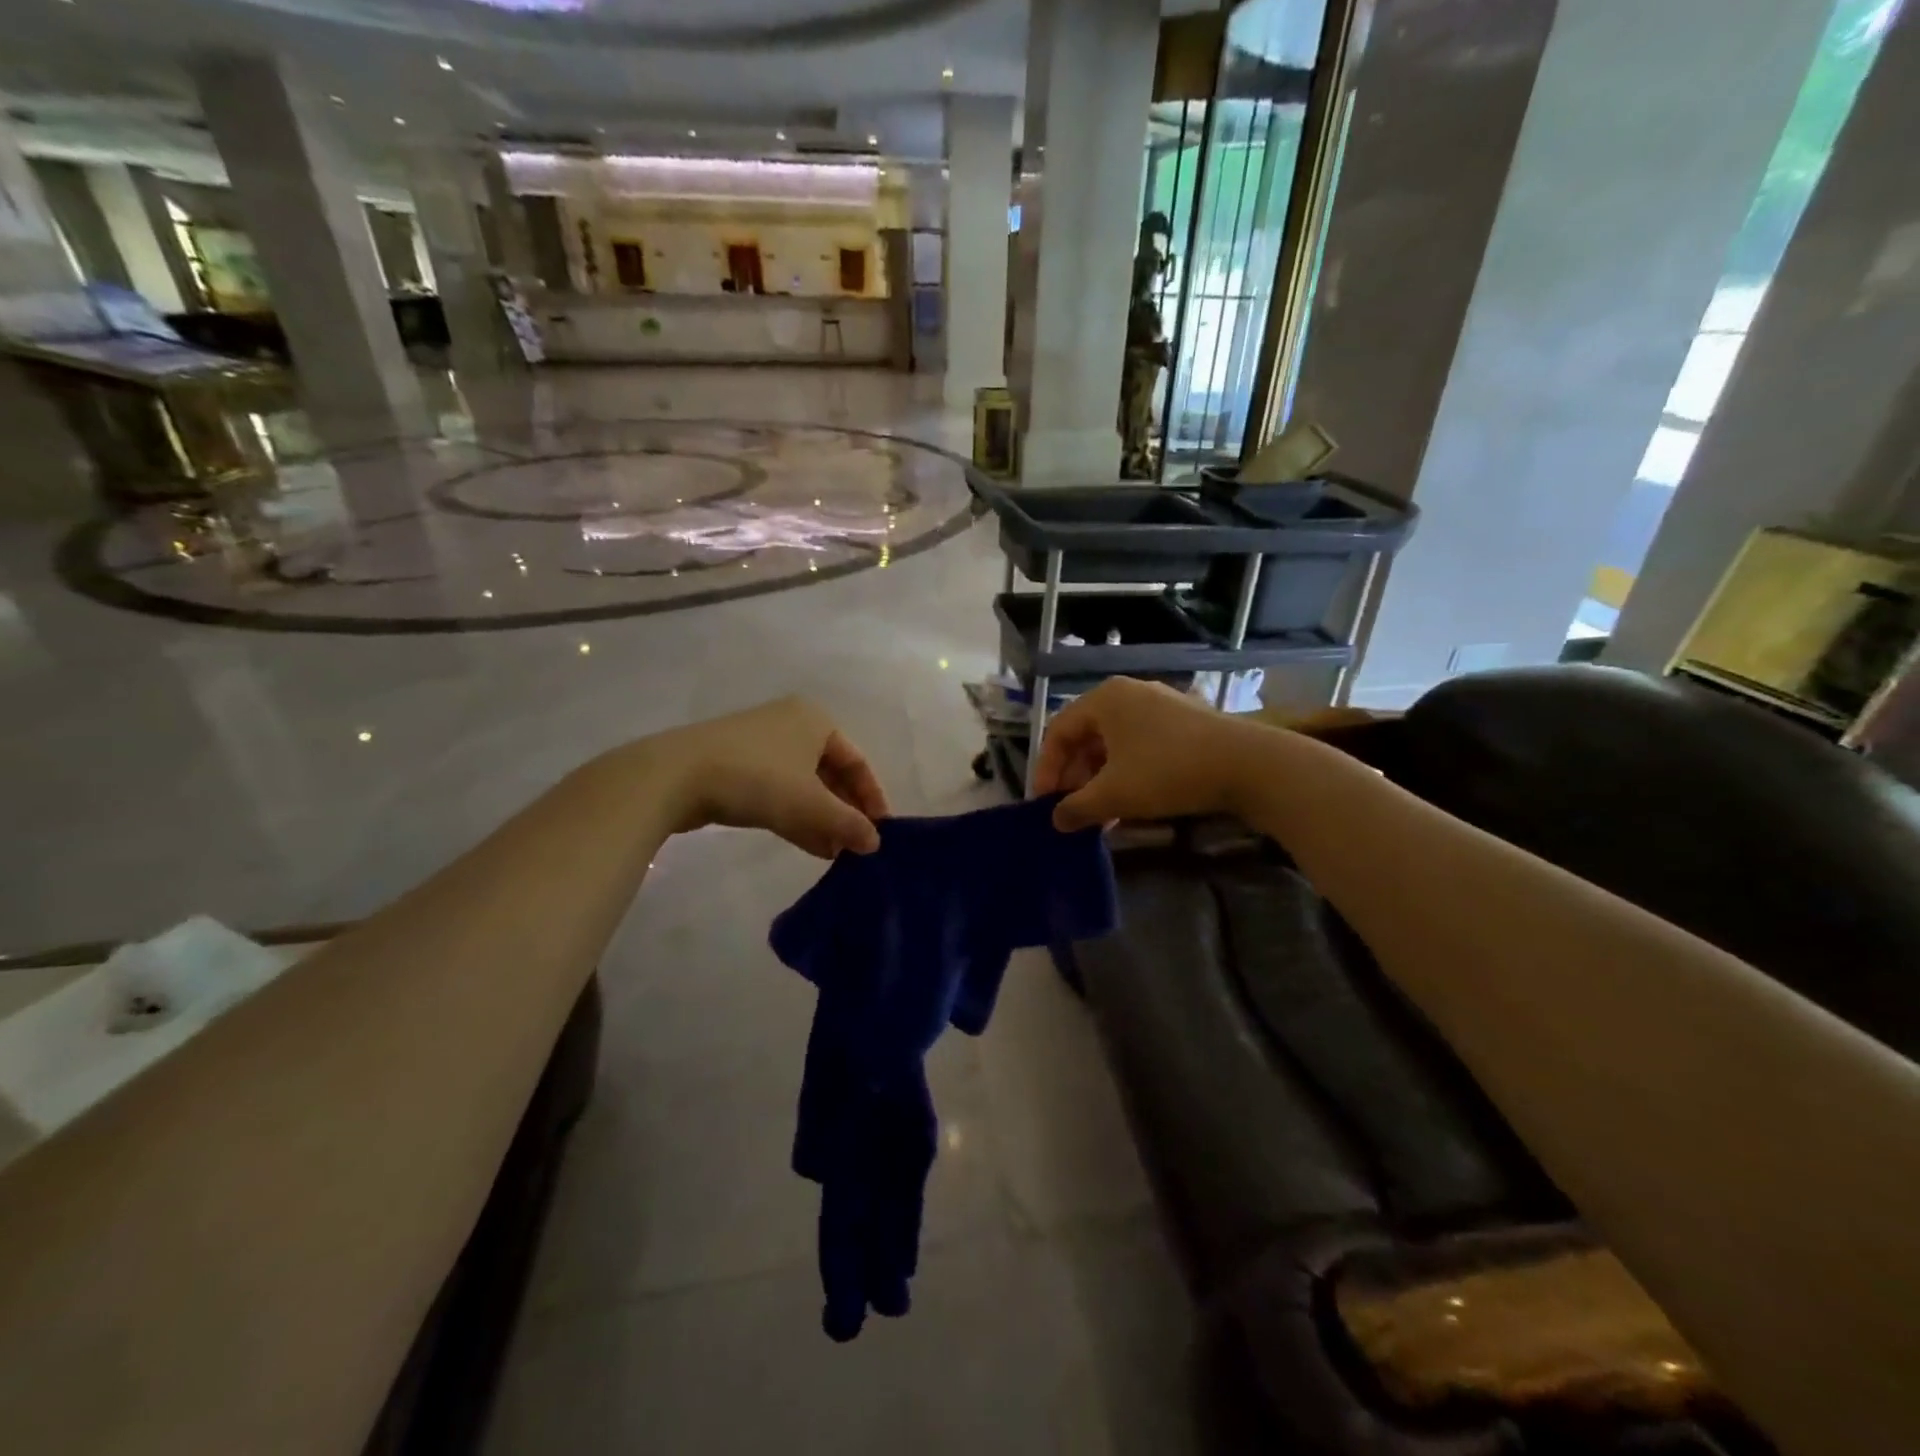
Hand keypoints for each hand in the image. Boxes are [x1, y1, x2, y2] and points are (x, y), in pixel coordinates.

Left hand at [649, 697, 890, 858]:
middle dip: (844, 811)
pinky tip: (810, 845)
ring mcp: (761, 745)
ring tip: (836, 853)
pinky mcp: (736, 765)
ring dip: (822, 818)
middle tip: (856, 845)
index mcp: (816, 720)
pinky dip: (796, 815)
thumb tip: (874, 843)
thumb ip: (848, 824)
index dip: (872, 798)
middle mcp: (792, 724)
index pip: (857, 761)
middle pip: (830, 773)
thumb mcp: (811, 805)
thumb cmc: (758, 779)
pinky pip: (778, 791)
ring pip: (803, 785)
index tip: (880, 831)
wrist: (676, 775)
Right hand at [1033, 677, 1256, 831]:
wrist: (1248, 765)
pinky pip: (1140, 745)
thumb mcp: (1114, 795)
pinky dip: (1127, 772)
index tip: (1045, 804)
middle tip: (1072, 810)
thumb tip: (1056, 821)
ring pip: (1114, 743)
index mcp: (1104, 699)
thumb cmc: (1167, 771)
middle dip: (1075, 777)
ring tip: (1100, 814)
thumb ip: (1077, 808)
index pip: (1058, 732)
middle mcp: (1129, 693)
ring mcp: (1159, 705)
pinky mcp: (1184, 722)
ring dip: (1100, 779)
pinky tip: (1131, 803)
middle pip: (1086, 736)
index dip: (1046, 770)